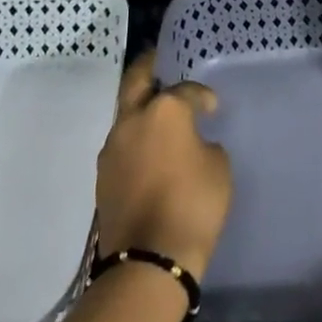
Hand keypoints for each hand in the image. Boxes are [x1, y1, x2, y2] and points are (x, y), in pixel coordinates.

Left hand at [95, 53, 232, 279]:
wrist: (149, 260)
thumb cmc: (193, 205)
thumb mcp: (218, 167)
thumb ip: (205, 144)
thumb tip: (192, 144)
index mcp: (165, 109)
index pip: (187, 91)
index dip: (203, 97)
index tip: (213, 108)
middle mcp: (133, 119)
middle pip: (136, 80)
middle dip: (148, 67)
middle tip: (160, 61)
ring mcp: (112, 146)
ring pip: (126, 113)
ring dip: (141, 109)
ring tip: (159, 115)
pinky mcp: (103, 174)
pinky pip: (122, 143)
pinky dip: (136, 138)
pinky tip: (150, 150)